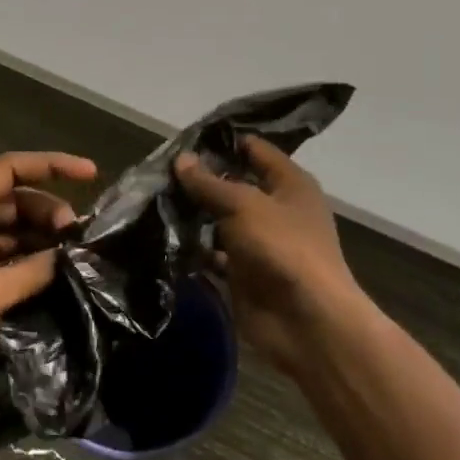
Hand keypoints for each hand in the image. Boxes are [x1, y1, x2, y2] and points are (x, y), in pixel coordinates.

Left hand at [0, 151, 97, 420]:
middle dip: (50, 211)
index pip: (8, 171)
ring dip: (45, 238)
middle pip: (15, 201)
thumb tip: (74, 256)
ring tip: (79, 254)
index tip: (91, 173)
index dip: (50, 165)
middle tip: (81, 236)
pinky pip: (11, 261)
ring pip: (16, 231)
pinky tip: (62, 274)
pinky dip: (35, 264)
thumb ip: (31, 271)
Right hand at [175, 137, 361, 375]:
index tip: (184, 138)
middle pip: (234, 184)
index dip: (223, 141)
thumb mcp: (243, 205)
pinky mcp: (244, 273)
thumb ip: (210, 183)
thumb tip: (182, 159)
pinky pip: (214, 253)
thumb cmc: (282, 248)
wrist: (305, 321)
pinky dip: (194, 248)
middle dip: (200, 179)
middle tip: (158, 170)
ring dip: (193, 214)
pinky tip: (164, 237)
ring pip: (221, 219)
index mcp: (289, 184)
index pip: (254, 149)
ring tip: (154, 200)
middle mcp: (276, 209)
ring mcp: (259, 242)